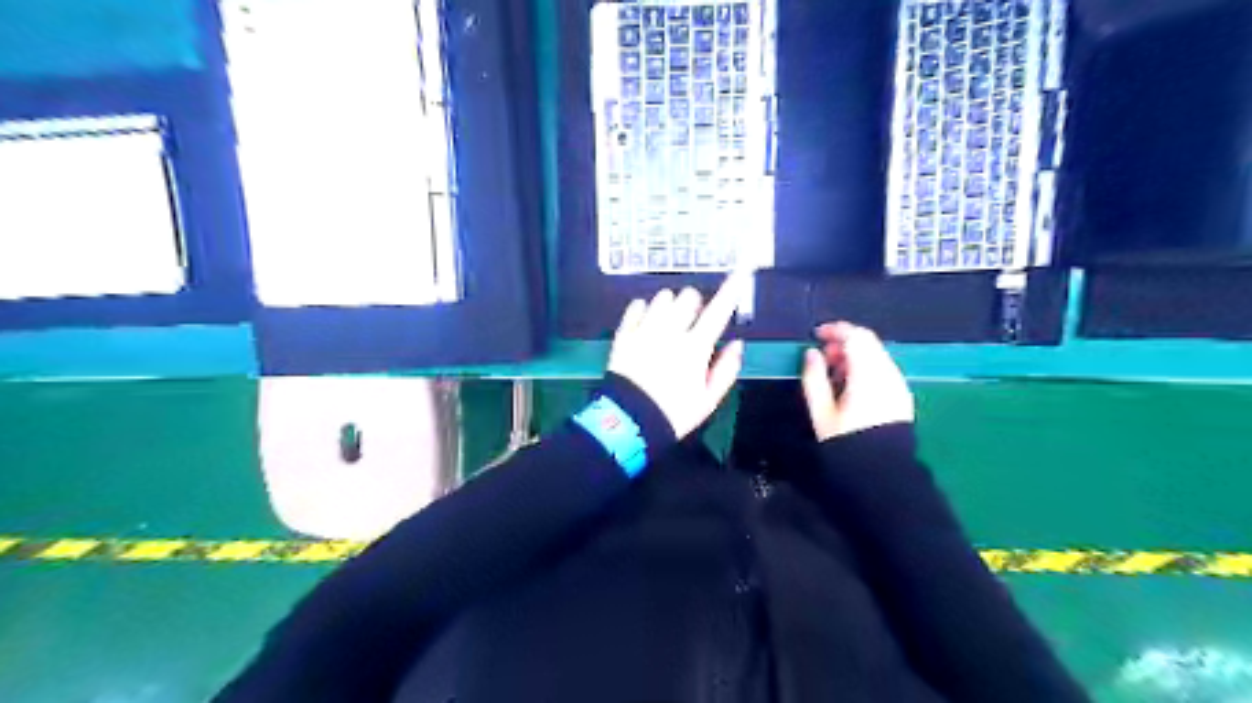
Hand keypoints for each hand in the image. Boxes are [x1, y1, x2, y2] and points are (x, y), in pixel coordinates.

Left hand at [607, 274, 739, 437]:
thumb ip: (726, 369)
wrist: (629, 422)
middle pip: (688, 296)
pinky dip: (644, 309)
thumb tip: (737, 344)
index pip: (718, 311)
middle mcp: (670, 332)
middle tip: (693, 321)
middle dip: (695, 304)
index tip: (742, 270)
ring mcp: (644, 330)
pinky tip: (647, 322)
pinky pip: (636, 306)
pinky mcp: (624, 334)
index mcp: (695, 348)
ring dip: (670, 305)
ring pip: (662, 297)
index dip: (732, 289)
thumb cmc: (673, 414)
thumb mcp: (708, 400)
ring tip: (668, 322)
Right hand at [802, 321, 910, 441]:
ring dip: (855, 355)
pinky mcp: (902, 396)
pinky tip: (852, 385)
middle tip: (823, 355)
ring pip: (877, 354)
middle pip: (869, 342)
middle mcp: (887, 373)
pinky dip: (867, 367)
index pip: (855, 336)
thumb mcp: (821, 412)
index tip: (817, 335)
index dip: (835, 329)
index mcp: (867, 375)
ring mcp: (898, 384)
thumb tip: (811, 354)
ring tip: (834, 373)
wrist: (881, 473)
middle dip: (844, 341)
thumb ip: (814, 378)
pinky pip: (884, 369)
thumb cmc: (847, 442)